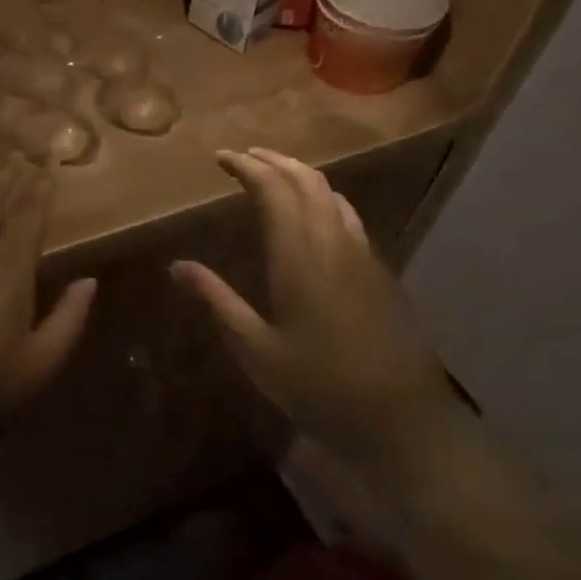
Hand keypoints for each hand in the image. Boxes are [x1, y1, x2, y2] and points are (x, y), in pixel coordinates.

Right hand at [170, 148, 457, 464]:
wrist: (403, 422)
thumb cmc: (319, 388)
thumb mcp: (255, 350)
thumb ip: (217, 302)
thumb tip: (178, 266)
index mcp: (299, 257)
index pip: (274, 190)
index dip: (247, 167)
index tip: (221, 158)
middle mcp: (334, 244)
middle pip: (307, 182)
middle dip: (274, 161)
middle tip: (244, 157)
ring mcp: (363, 257)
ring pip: (332, 195)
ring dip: (301, 175)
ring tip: (274, 174)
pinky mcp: (380, 274)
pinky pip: (348, 216)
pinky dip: (323, 198)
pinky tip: (315, 216)